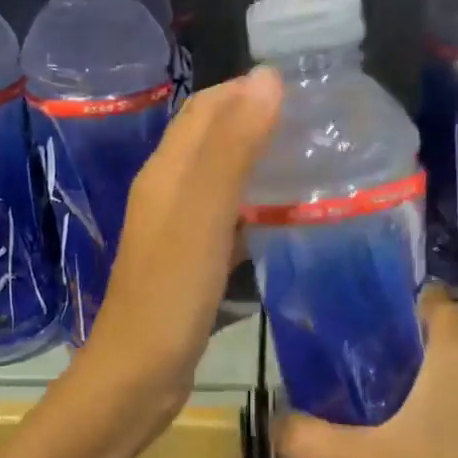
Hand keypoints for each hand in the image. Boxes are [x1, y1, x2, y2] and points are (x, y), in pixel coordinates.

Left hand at [78, 69, 282, 434]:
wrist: (136, 379)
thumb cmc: (169, 296)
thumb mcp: (203, 217)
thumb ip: (232, 149)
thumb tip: (267, 77)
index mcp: (166, 172)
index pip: (207, 107)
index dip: (250, 89)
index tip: (308, 88)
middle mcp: (168, 193)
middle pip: (214, 140)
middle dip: (260, 122)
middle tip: (321, 126)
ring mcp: (177, 232)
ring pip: (223, 181)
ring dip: (261, 165)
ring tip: (315, 164)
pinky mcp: (190, 265)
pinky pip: (227, 221)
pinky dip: (257, 210)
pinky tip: (289, 220)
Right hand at [275, 287, 457, 457]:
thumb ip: (308, 440)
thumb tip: (273, 424)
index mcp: (456, 355)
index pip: (426, 298)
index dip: (387, 300)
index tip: (345, 317)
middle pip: (429, 336)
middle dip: (383, 344)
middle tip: (333, 362)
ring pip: (442, 374)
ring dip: (403, 381)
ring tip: (354, 398)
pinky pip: (456, 404)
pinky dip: (425, 409)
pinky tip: (393, 441)